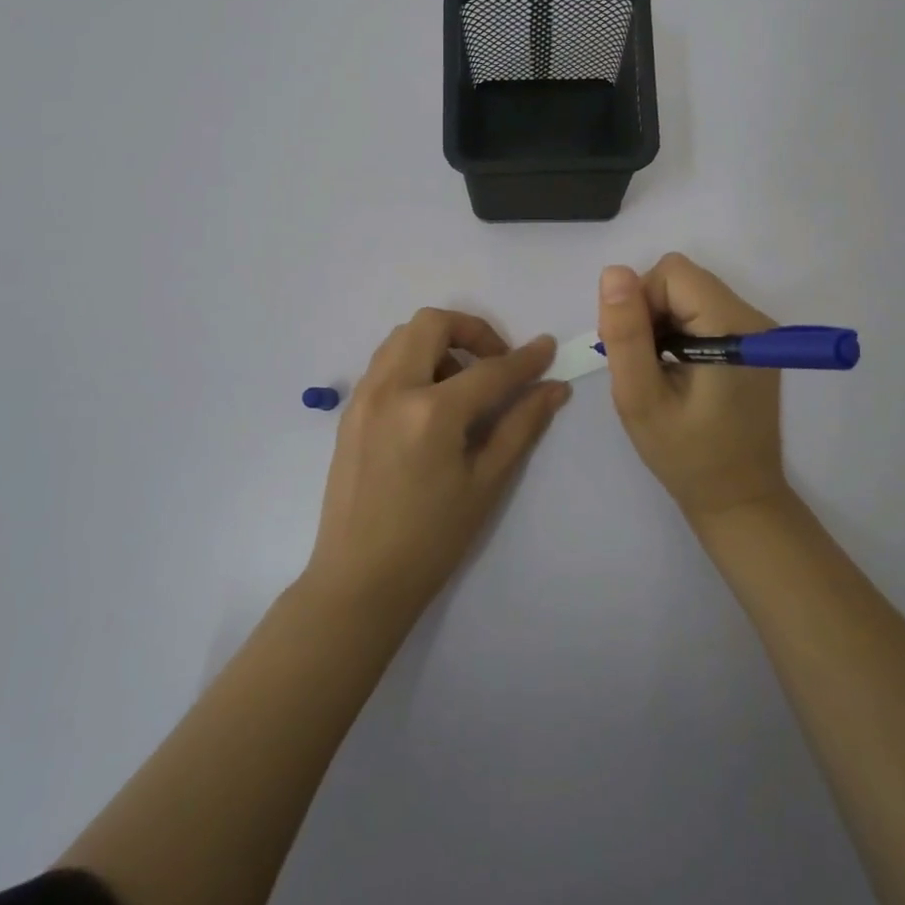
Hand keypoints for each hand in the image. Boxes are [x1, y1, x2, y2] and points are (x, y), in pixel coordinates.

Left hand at [306, 309, 569, 614]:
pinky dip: (413, 361)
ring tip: (461, 385)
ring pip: (402, 336)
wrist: (359, 581)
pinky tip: (430, 403)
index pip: (489, 370)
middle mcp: (392, 390)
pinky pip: (384, 362)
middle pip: (432, 324)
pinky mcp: (349, 410)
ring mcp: (364, 397)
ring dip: (438, 343)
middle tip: (495, 363)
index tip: (548, 349)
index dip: (525, 359)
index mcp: (431, 412)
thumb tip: (554, 389)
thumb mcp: (486, 483)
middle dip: (472, 331)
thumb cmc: (431, 540)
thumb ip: (521, 427)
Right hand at [599, 254, 788, 521]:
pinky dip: (679, 331)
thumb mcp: (640, 398)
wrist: (738, 499)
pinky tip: (676, 371)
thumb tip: (614, 272)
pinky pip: (703, 312)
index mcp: (732, 326)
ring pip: (689, 293)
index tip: (634, 350)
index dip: (640, 302)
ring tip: (658, 372)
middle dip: (650, 312)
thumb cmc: (686, 455)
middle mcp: (753, 317)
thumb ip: (626, 334)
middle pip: (682, 280)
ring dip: (662, 323)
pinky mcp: (753, 343)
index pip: (671, 273)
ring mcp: (757, 330)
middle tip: (642, 365)